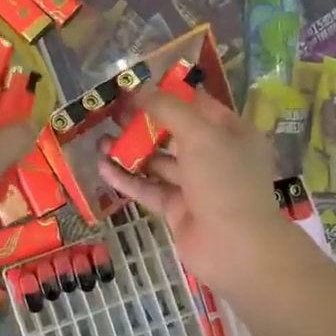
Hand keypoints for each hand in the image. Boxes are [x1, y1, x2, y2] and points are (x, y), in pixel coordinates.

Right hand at [96, 87, 306, 298]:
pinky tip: (103, 168)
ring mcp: (196, 186)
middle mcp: (216, 156)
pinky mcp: (177, 210)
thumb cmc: (224, 181)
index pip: (198, 105)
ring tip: (100, 140)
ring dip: (131, 151)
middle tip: (111, 113)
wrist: (235, 248)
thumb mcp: (200, 135)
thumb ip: (168, 109)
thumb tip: (138, 89)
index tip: (136, 87)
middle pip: (175, 133)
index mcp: (232, 133)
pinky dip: (127, 178)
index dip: (168, 94)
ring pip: (159, 162)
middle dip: (143, 123)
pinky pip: (150, 188)